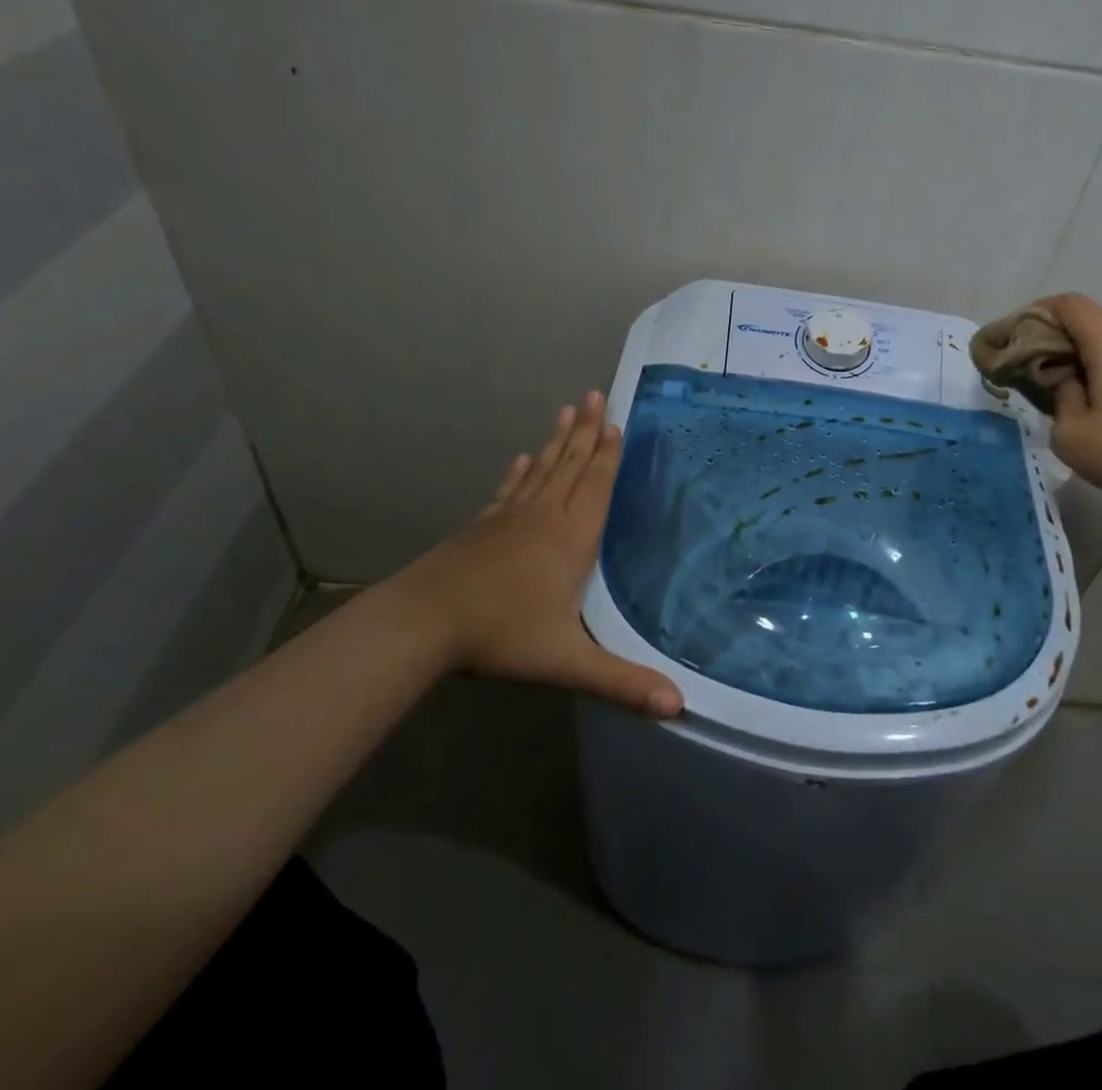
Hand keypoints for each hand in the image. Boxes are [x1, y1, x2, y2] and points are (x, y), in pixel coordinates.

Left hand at [364, 392, 682, 716]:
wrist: (423, 622)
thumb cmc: (501, 634)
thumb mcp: (566, 661)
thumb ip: (621, 680)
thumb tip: (677, 705)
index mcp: (569, 538)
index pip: (595, 486)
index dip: (607, 454)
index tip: (614, 421)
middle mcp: (542, 517)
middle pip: (570, 466)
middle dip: (585, 432)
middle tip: (593, 395)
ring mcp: (509, 518)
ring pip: (541, 470)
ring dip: (558, 441)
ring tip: (566, 410)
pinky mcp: (483, 527)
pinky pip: (509, 489)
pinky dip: (520, 471)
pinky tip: (523, 457)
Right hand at [1032, 294, 1101, 512]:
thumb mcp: (1071, 433)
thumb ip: (1057, 395)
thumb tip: (1063, 379)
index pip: (1064, 304)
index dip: (1032, 315)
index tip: (1011, 342)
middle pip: (1085, 316)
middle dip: (1051, 334)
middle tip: (1026, 366)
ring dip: (1076, 350)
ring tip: (1056, 383)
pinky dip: (1101, 362)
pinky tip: (1091, 395)